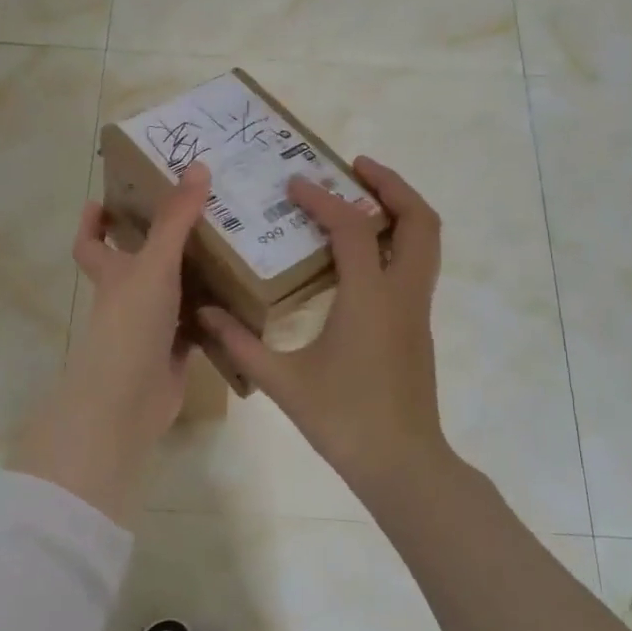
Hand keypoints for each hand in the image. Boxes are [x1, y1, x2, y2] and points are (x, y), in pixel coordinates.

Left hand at [11, 164, 211, 525]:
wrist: (129, 399)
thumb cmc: (132, 322)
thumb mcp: (154, 263)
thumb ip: (176, 218)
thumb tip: (198, 166)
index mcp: (113, 273)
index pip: (90, 243)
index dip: (92, 223)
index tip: (103, 200)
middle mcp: (128, 297)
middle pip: (138, 264)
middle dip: (161, 242)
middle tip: (198, 214)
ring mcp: (151, 326)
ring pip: (174, 293)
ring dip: (196, 275)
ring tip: (233, 245)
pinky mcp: (175, 352)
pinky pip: (198, 324)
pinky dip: (215, 313)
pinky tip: (243, 296)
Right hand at [199, 157, 447, 502]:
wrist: (403, 464)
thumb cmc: (344, 419)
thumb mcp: (284, 382)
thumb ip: (241, 344)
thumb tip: (204, 314)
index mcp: (370, 298)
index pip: (352, 228)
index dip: (323, 199)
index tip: (295, 183)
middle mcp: (403, 294)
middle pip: (418, 220)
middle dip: (392, 185)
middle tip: (355, 167)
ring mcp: (417, 310)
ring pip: (426, 242)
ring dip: (400, 209)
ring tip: (362, 196)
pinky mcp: (418, 325)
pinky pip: (416, 265)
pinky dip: (397, 240)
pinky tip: (361, 252)